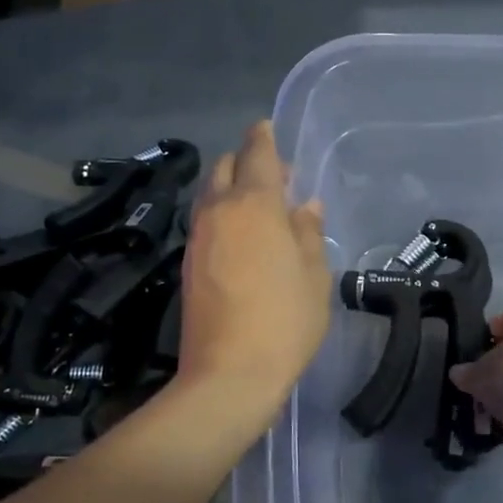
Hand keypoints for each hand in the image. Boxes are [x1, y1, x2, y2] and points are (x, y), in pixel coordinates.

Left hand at [176, 121, 332, 420]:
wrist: (228, 375)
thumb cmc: (284, 321)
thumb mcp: (314, 276)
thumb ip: (308, 232)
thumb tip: (305, 206)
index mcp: (254, 205)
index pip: (257, 154)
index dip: (264, 137)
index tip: (267, 127)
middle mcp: (218, 211)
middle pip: (225, 168)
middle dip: (246, 161)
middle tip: (275, 177)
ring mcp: (198, 237)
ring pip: (210, 194)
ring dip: (232, 188)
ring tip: (260, 207)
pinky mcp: (188, 263)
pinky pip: (205, 221)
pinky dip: (222, 214)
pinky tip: (243, 237)